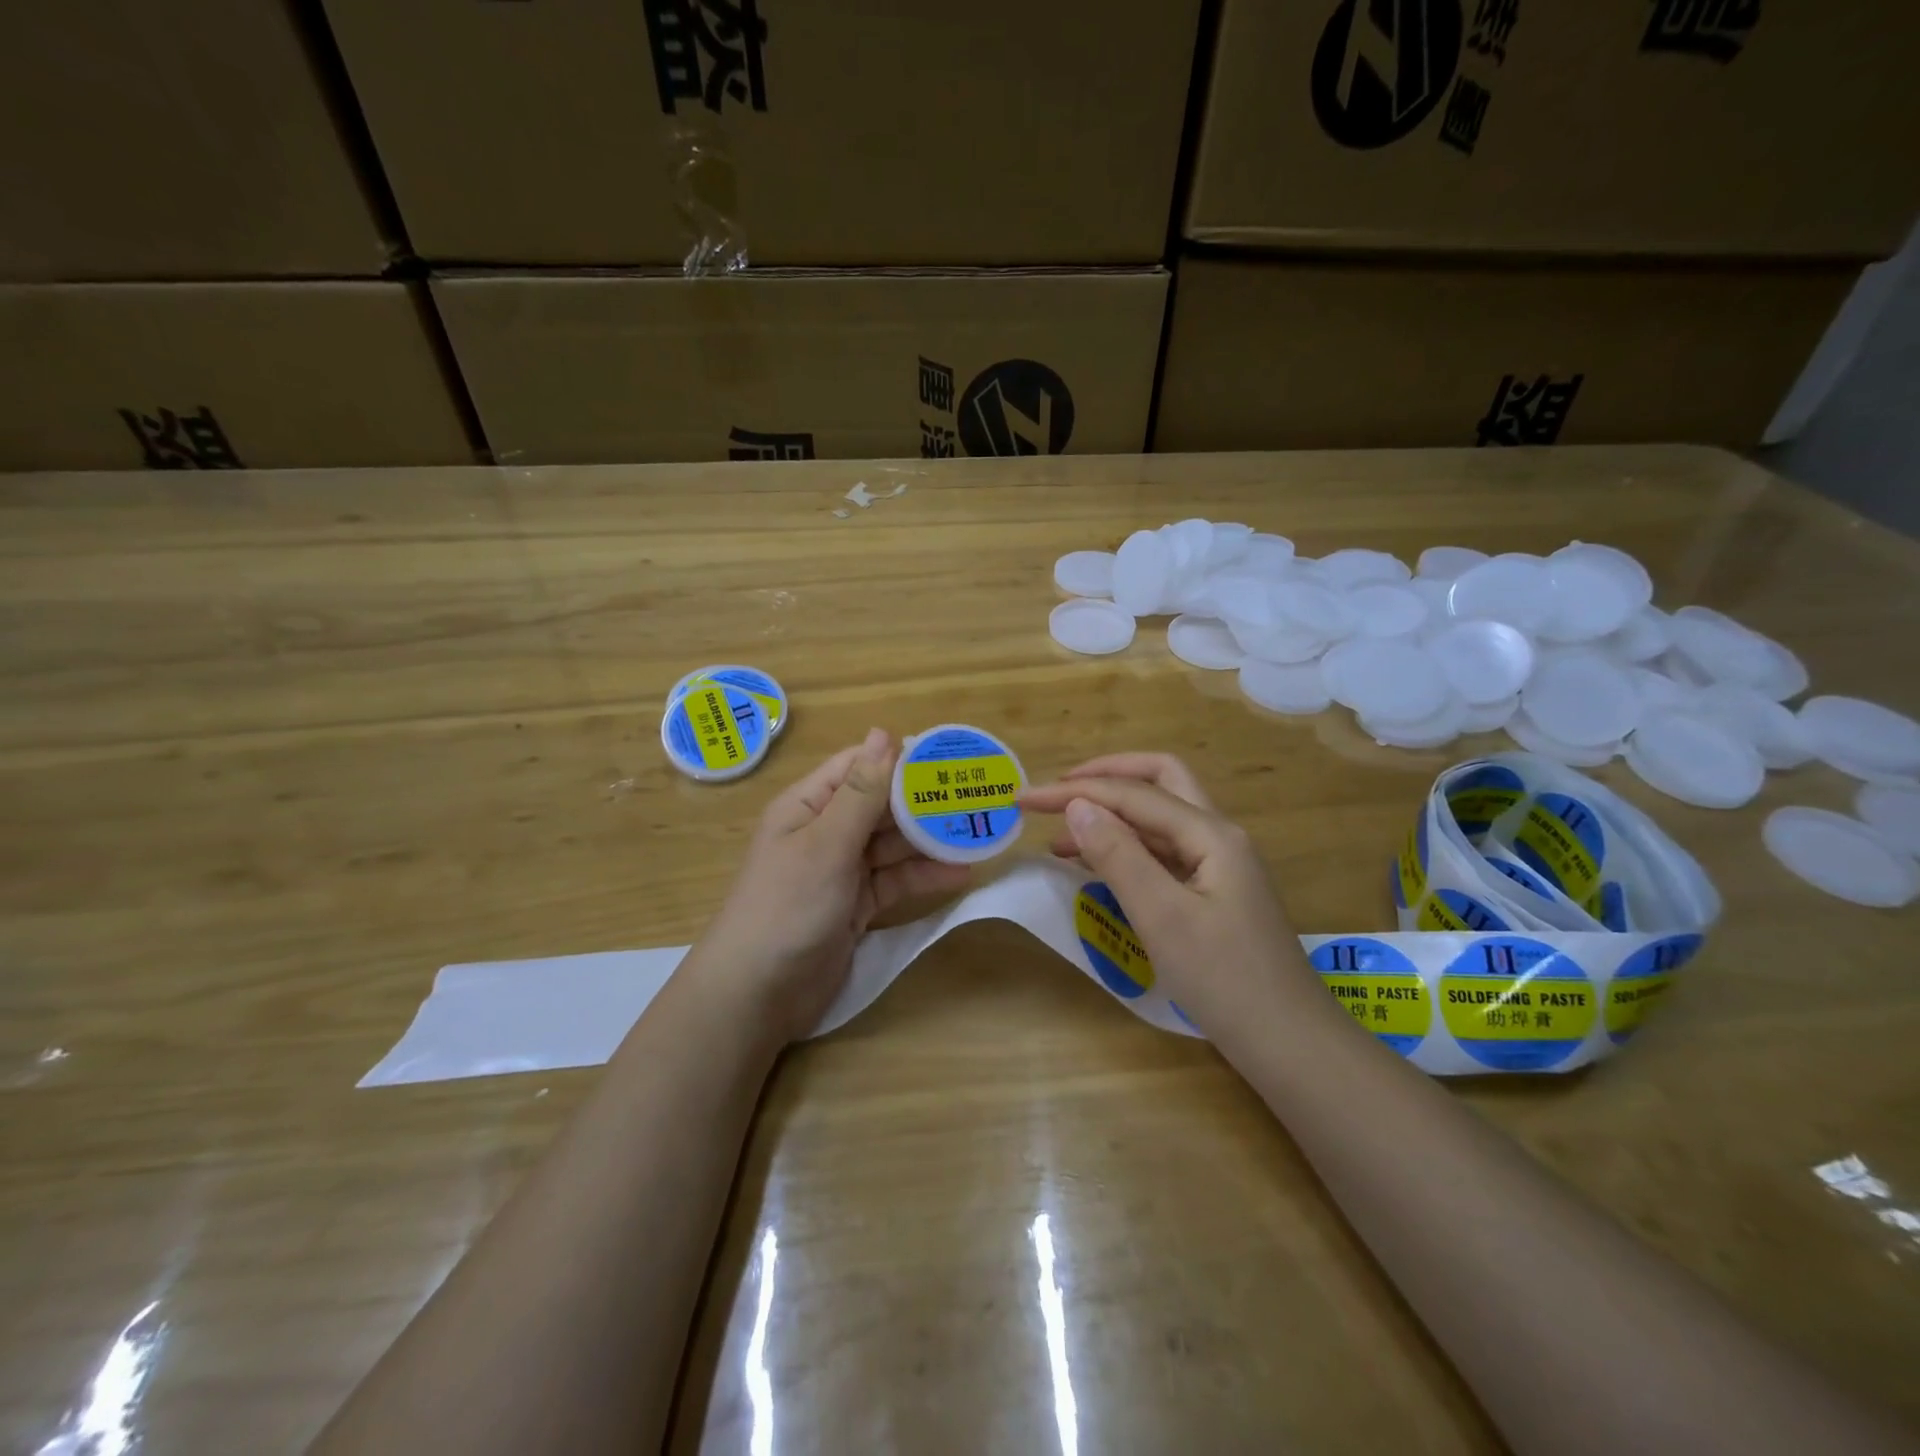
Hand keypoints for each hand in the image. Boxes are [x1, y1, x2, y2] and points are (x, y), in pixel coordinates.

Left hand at [690, 728, 971, 1041]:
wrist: (759, 994)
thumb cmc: (788, 906)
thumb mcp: (826, 843)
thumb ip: (861, 792)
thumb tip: (883, 733)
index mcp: (808, 805)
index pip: (859, 767)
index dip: (900, 759)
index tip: (948, 756)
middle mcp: (825, 831)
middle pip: (881, 806)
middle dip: (923, 802)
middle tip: (975, 797)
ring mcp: (841, 870)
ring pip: (892, 845)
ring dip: (929, 840)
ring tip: (977, 833)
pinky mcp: (856, 905)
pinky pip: (894, 881)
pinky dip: (922, 876)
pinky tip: (960, 873)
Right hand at [1020, 753, 1313, 1037]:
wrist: (1291, 1045)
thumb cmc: (1226, 981)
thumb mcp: (1163, 917)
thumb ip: (1119, 856)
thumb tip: (1077, 805)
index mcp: (1211, 834)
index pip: (1132, 794)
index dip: (1074, 790)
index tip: (1024, 800)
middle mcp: (1218, 836)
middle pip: (1158, 781)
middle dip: (1104, 778)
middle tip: (1057, 793)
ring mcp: (1219, 865)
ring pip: (1159, 819)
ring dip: (1112, 816)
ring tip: (1061, 839)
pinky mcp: (1213, 892)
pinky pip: (1163, 852)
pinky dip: (1127, 848)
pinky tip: (1099, 868)